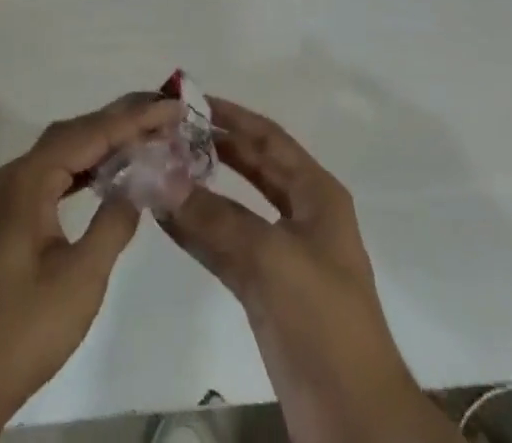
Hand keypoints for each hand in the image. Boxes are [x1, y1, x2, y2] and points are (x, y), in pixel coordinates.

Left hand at [0, 94, 182, 442]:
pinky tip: (109, 173)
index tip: (170, 106)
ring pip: (64, 151)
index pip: (88, 134)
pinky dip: (86, 166)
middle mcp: (17, 174)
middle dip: (120, 120)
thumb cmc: (23, 329)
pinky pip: (56, 174)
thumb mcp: (80, 280)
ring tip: (146, 134)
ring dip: (104, 141)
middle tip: (164, 112)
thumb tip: (137, 185)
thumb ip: (112, 224)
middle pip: (74, 133)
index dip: (132, 118)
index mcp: (29, 180)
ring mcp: (12, 194)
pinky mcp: (13, 216)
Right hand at [161, 97, 459, 442]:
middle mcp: (300, 215)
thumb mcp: (270, 257)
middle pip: (251, 167)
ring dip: (199, 190)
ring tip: (157, 167)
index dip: (232, 116)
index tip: (190, 101)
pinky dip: (197, 231)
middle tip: (167, 132)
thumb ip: (214, 216)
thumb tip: (161, 179)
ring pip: (234, 208)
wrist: (354, 420)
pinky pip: (225, 248)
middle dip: (213, 148)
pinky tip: (166, 218)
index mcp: (316, 194)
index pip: (268, 138)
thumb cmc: (324, 320)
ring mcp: (282, 255)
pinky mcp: (265, 292)